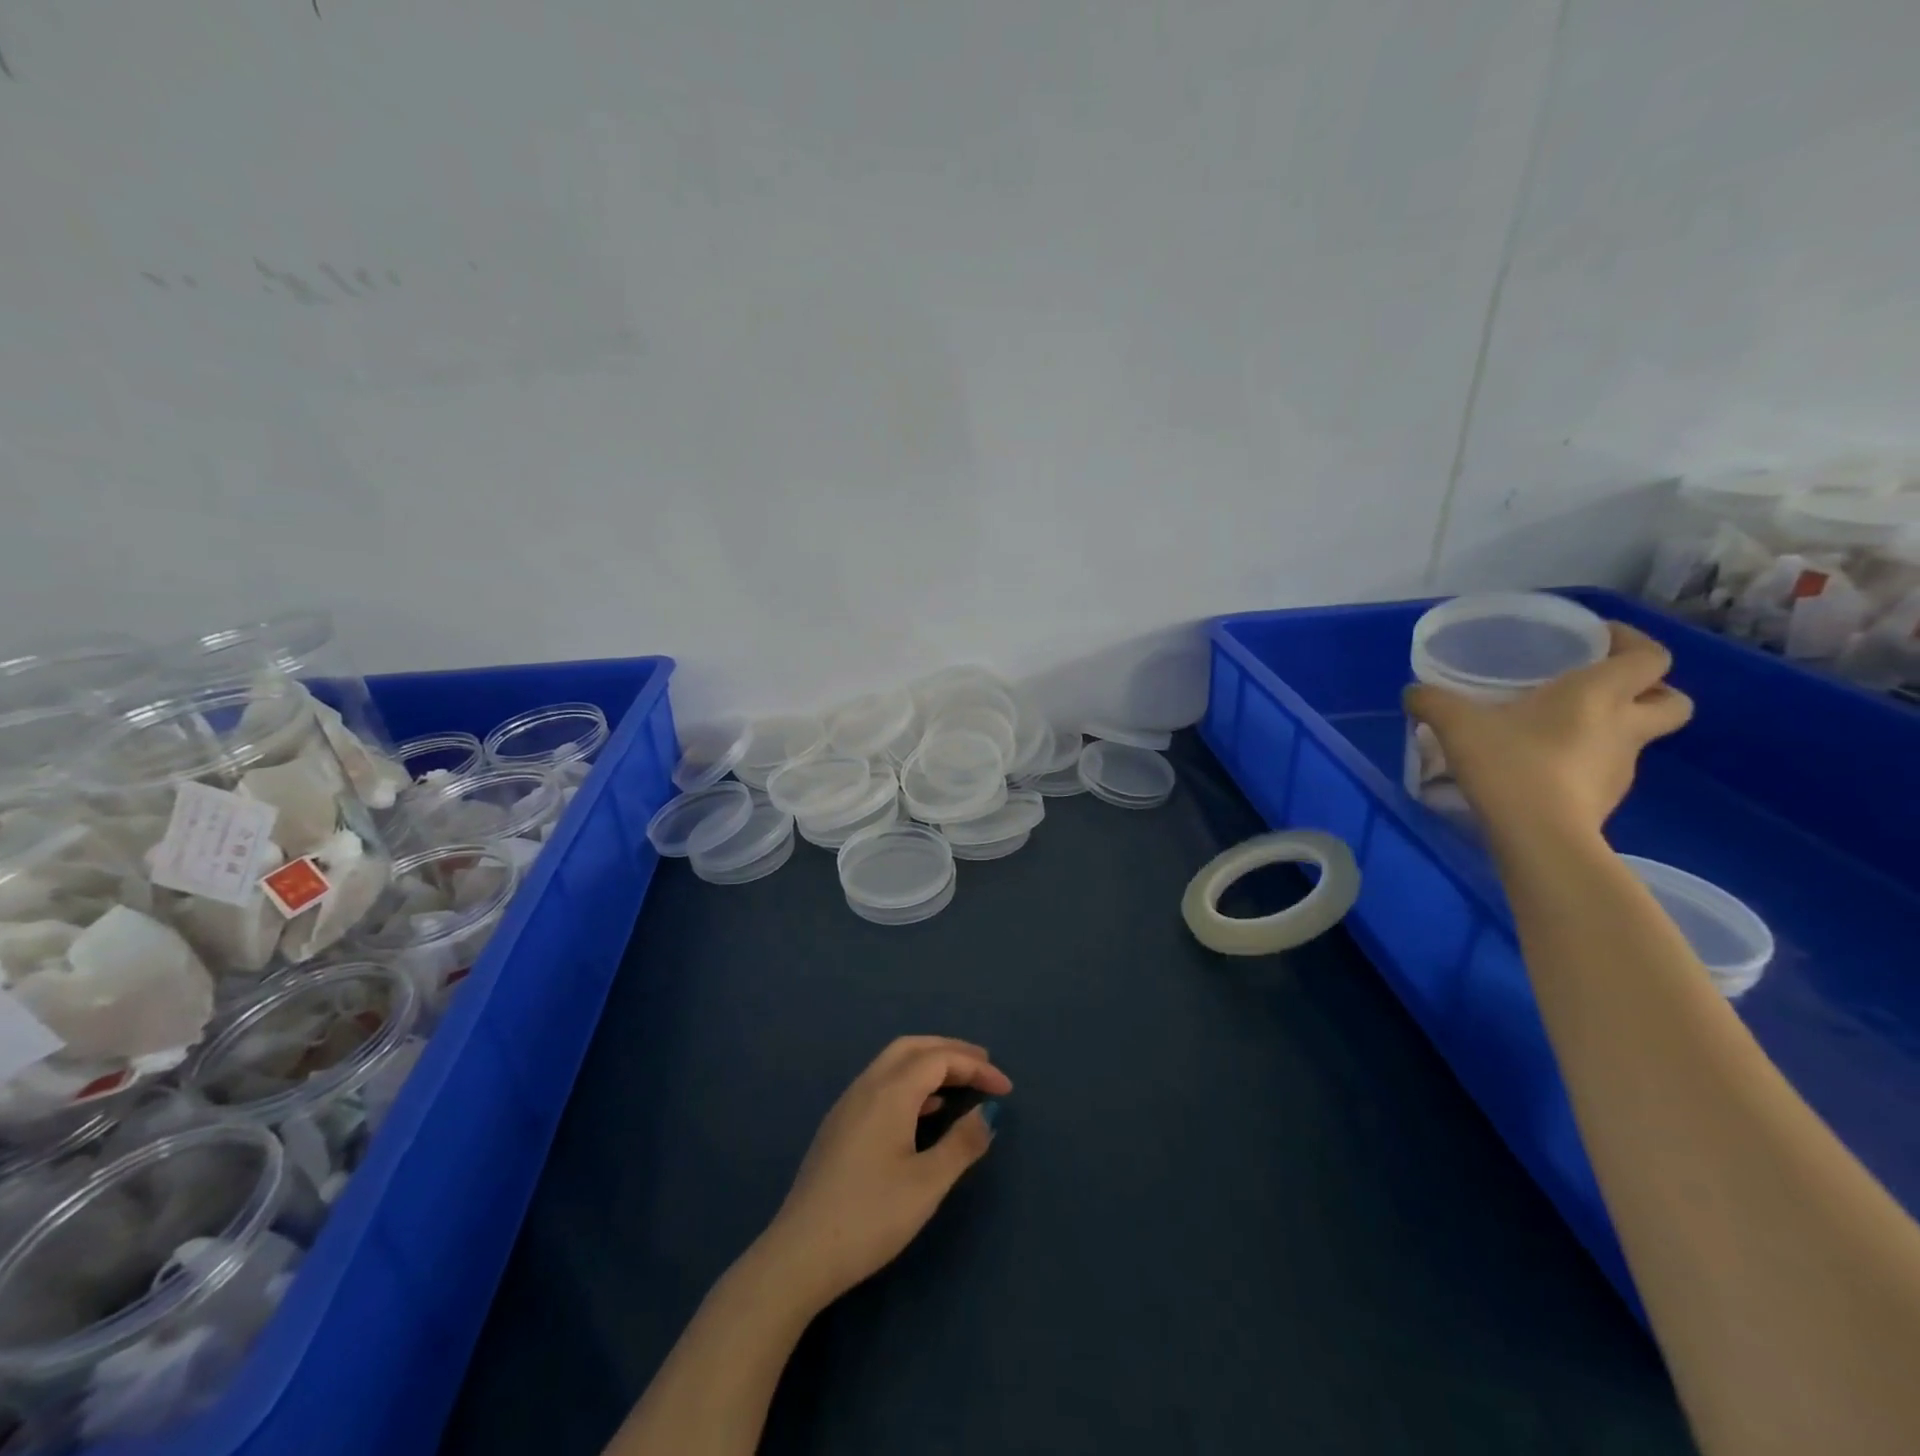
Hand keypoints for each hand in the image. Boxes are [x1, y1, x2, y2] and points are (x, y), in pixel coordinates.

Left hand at [753, 1036, 1012, 1314]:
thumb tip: (988, 1113)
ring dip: (928, 1064)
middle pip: (912, 1047)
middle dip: (950, 1051)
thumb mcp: (927, 1184)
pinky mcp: (839, 1126)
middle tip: (983, 1065)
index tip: (1006, 1090)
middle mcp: (866, 1086)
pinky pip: (881, 1083)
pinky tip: (923, 1112)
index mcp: (890, 1091)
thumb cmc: (870, 1216)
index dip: (976, 1066)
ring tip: (960, 1085)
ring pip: (893, 1063)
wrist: (800, 1254)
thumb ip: (962, 1144)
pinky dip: (910, 1083)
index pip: (940, 1059)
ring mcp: (848, 1105)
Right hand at [1404, 621, 1693, 841]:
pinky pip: (1603, 768)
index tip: (1598, 639)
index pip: (1650, 656)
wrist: (1537, 835)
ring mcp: (1621, 766)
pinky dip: (1583, 762)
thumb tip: (1413, 692)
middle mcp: (1623, 725)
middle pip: (1672, 699)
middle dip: (1650, 690)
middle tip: (1603, 687)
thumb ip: (1431, 701)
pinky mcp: (1606, 798)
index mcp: (1599, 693)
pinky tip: (1540, 767)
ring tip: (1555, 730)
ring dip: (1608, 728)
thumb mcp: (1455, 724)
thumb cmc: (1509, 763)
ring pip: (1635, 737)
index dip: (1631, 642)